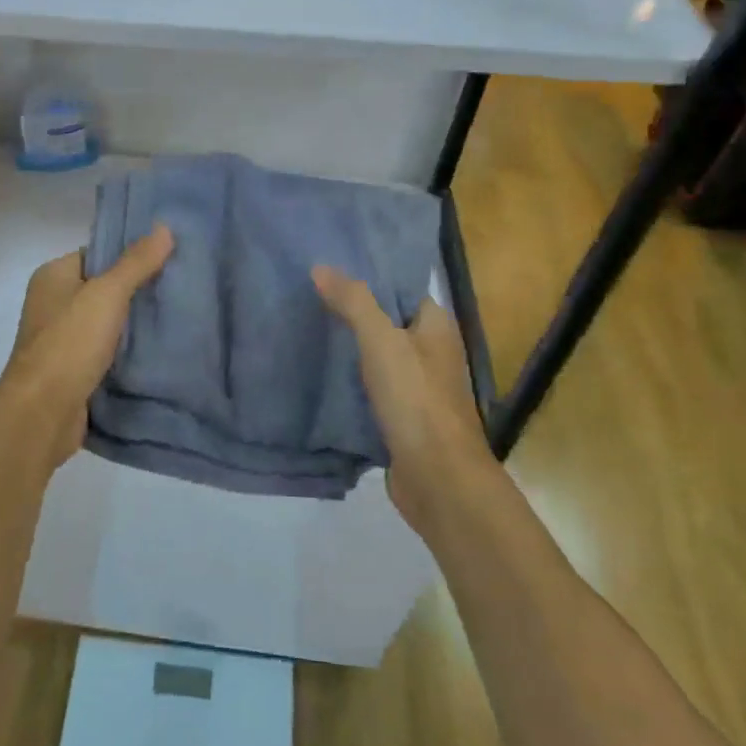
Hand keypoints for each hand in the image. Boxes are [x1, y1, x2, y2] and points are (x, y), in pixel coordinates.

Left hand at [0, 224, 174, 475]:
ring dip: (135, 325)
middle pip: (103, 289)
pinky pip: (107, 353)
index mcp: (53, 277)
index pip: (96, 255)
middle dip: (138, 290)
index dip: (129, 255)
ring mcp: (61, 341)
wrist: (42, 414)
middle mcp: (53, 305)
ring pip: (107, 323)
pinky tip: (160, 351)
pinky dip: (128, 353)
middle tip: (180, 287)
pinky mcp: (73, 372)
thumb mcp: (107, 294)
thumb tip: (164, 227)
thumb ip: (136, 263)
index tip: (168, 257)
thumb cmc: (69, 343)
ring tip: (178, 316)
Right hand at [312, 266, 492, 532]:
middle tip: (309, 297)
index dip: (369, 278)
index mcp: (437, 326)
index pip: (401, 289)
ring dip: (350, 349)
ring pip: (379, 358)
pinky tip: (321, 375)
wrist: (438, 478)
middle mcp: (433, 352)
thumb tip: (321, 267)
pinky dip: (351, 382)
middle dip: (353, 312)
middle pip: (388, 322)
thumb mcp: (381, 341)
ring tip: (308, 329)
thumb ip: (353, 302)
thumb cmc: (415, 399)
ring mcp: (420, 388)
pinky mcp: (404, 418)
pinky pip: (373, 389)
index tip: (330, 270)